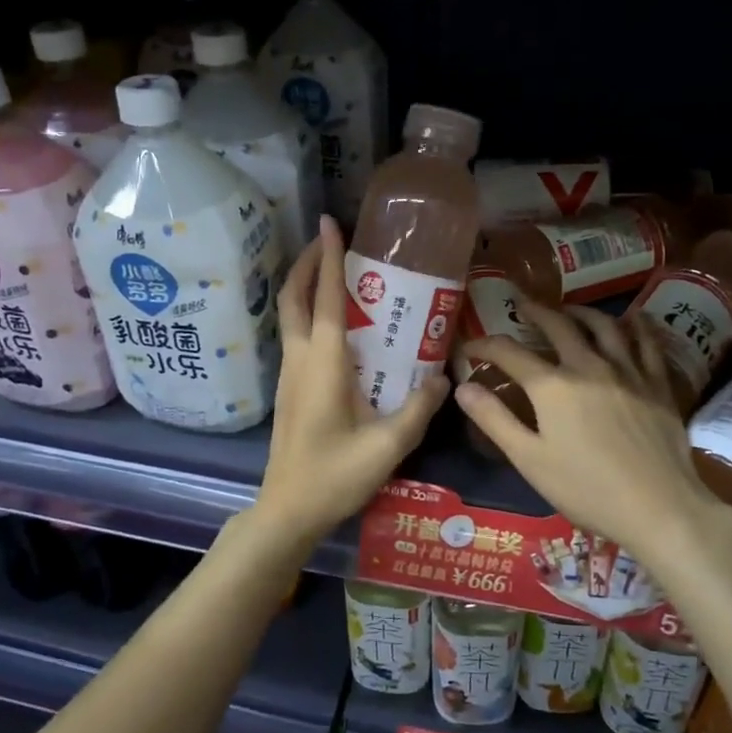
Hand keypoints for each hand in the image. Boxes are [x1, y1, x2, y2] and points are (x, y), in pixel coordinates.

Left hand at [251, 217, 448, 550]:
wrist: (287, 510)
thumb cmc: (335, 476)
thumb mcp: (388, 445)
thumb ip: (419, 407)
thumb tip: (444, 376)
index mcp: (323, 363)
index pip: (324, 297)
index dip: (327, 256)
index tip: (330, 222)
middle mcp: (301, 359)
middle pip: (292, 297)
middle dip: (306, 262)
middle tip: (329, 240)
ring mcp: (289, 374)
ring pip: (289, 315)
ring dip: (303, 285)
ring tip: (331, 271)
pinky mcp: (289, 388)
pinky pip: (295, 335)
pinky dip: (306, 311)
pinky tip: (332, 322)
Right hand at [456, 303, 731, 557]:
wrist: (659, 508)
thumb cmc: (587, 490)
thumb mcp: (529, 460)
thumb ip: (494, 420)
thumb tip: (462, 387)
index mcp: (552, 386)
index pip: (509, 352)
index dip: (484, 345)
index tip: (470, 347)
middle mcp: (588, 366)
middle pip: (558, 325)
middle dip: (535, 312)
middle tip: (523, 305)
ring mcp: (627, 371)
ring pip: (603, 325)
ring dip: (581, 312)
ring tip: (569, 310)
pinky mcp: (657, 384)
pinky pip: (647, 343)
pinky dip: (637, 325)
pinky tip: (633, 319)